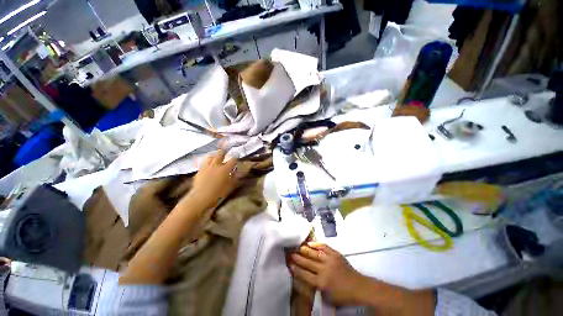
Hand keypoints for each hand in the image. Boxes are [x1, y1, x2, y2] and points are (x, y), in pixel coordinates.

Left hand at [187, 150, 244, 209]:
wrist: (201, 197)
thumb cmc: (218, 193)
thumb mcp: (230, 186)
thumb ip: (233, 177)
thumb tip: (235, 171)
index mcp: (225, 169)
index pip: (233, 160)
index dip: (235, 158)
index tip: (236, 158)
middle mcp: (216, 165)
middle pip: (220, 154)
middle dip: (224, 151)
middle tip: (226, 150)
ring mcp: (207, 167)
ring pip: (211, 156)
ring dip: (215, 155)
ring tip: (216, 156)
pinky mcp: (200, 170)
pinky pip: (204, 162)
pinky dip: (208, 161)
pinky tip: (208, 164)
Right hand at [289, 242, 365, 305]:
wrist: (359, 287)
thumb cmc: (343, 295)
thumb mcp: (328, 297)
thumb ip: (316, 287)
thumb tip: (307, 278)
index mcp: (321, 283)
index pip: (305, 274)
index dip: (296, 269)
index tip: (289, 263)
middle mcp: (324, 270)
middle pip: (307, 262)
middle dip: (298, 258)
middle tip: (290, 253)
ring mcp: (330, 260)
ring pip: (314, 253)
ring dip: (305, 250)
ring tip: (298, 246)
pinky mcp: (335, 254)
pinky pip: (324, 246)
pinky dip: (316, 244)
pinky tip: (310, 242)